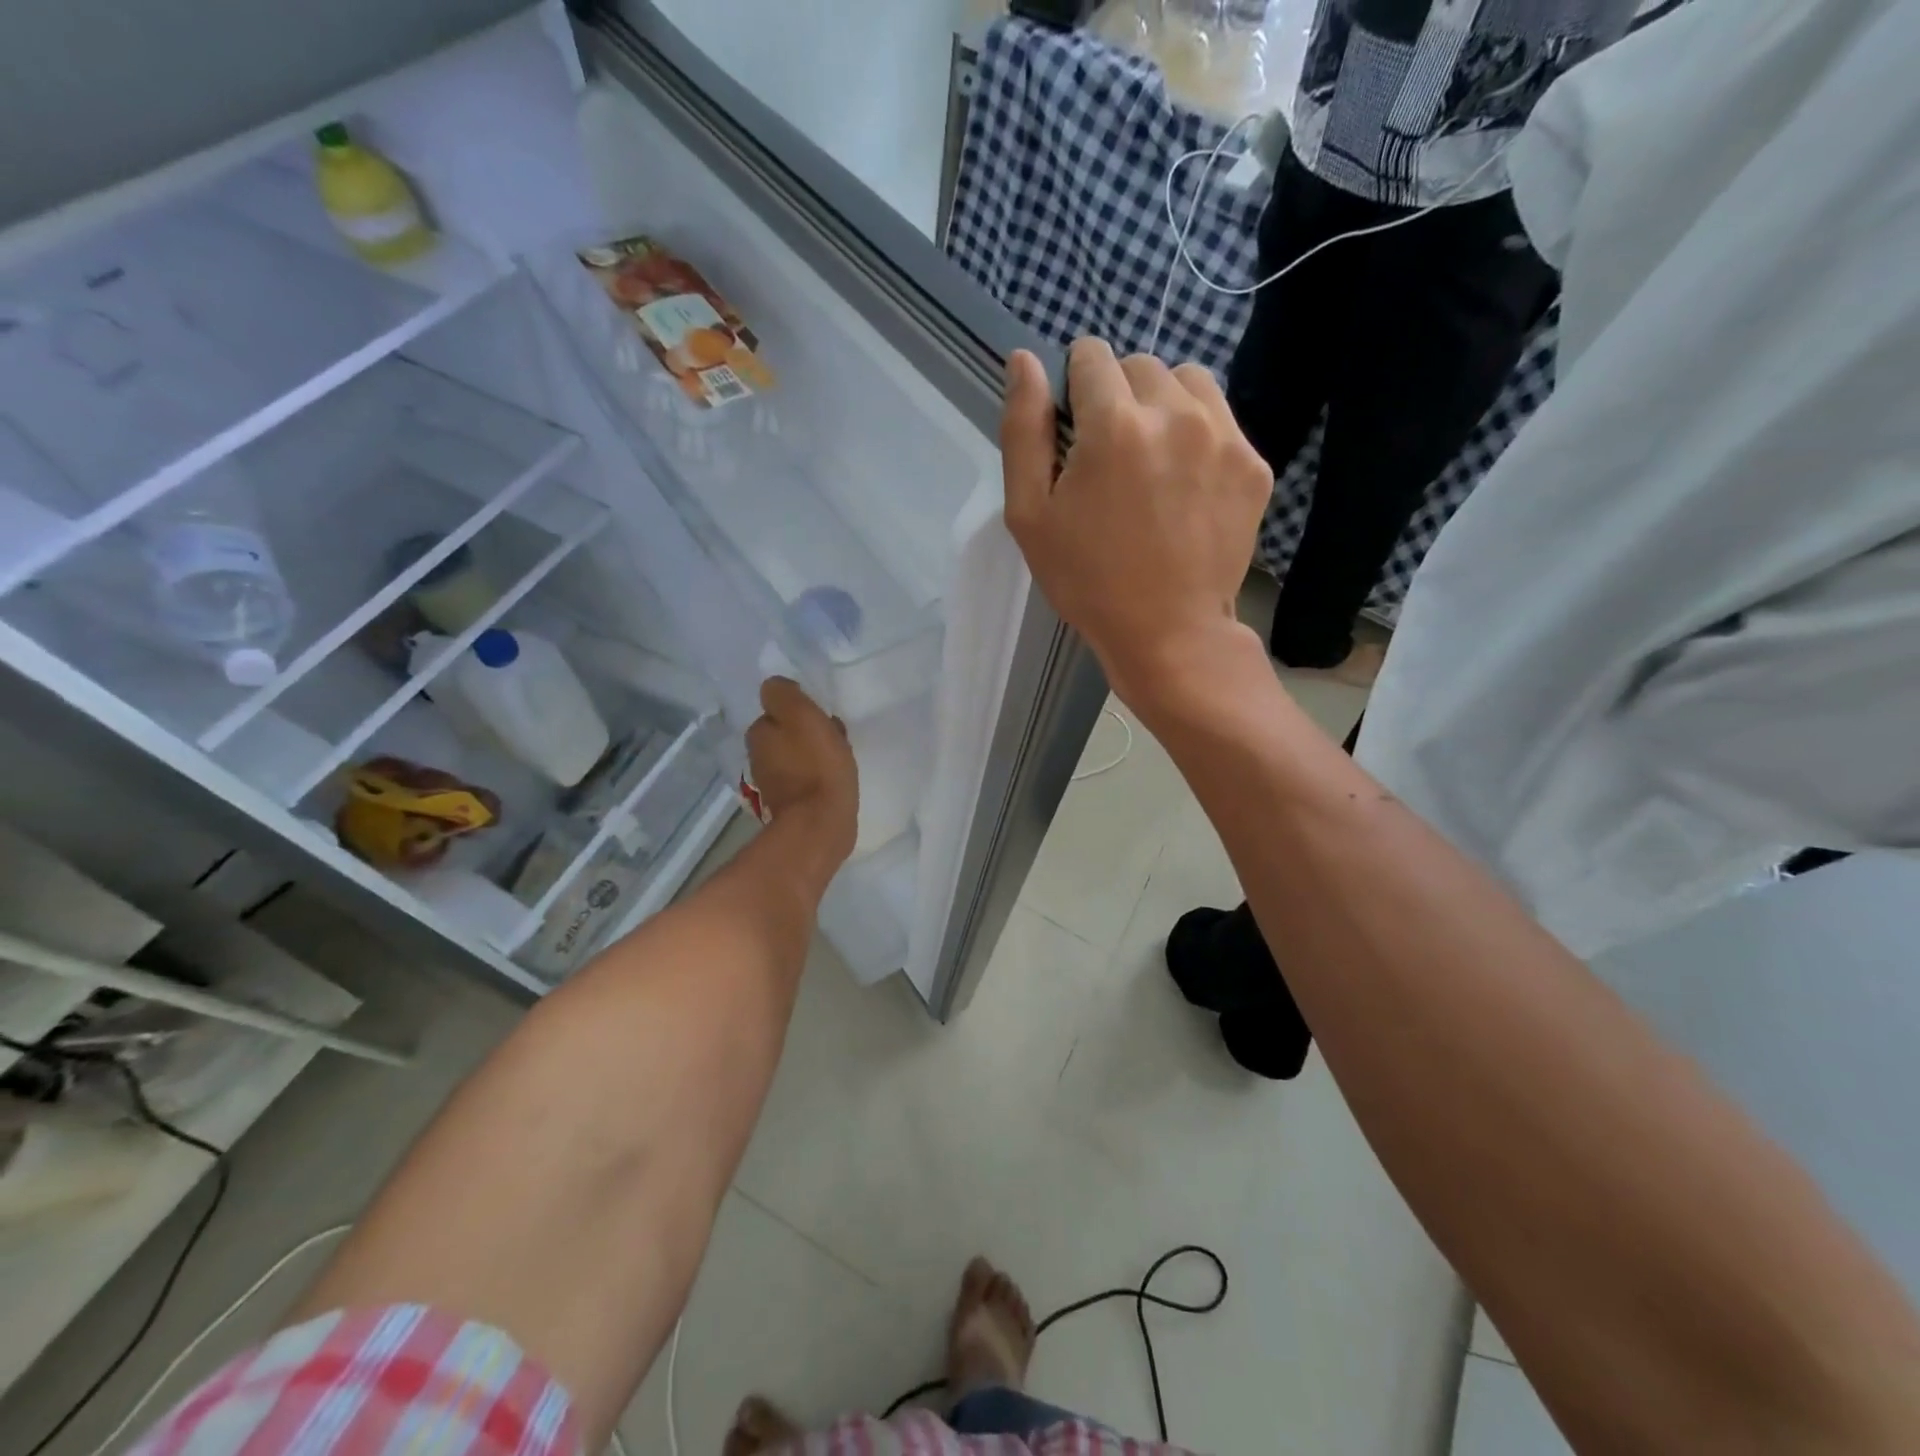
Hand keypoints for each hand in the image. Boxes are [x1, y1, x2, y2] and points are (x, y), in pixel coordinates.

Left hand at [745, 677, 857, 866]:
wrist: (821, 824)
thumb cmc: (816, 765)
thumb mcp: (801, 715)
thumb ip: (784, 694)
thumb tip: (776, 688)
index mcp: (758, 734)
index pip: (775, 710)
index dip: (799, 710)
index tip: (820, 716)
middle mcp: (757, 758)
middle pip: (785, 734)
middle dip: (806, 733)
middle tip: (833, 736)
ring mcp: (772, 784)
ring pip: (795, 756)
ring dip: (813, 754)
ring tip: (839, 758)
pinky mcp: (790, 806)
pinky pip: (805, 779)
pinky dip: (817, 776)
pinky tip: (836, 780)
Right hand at [1001, 341, 1270, 702]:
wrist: (1168, 633)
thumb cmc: (1087, 580)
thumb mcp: (1030, 515)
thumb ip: (1023, 431)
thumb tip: (1024, 361)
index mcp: (1114, 426)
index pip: (1091, 355)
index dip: (1075, 385)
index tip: (1075, 427)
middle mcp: (1175, 415)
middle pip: (1140, 364)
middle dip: (1118, 396)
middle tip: (1111, 456)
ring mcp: (1224, 437)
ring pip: (1187, 381)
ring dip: (1163, 404)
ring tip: (1152, 459)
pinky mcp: (1254, 464)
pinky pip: (1221, 419)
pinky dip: (1199, 434)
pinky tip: (1184, 483)